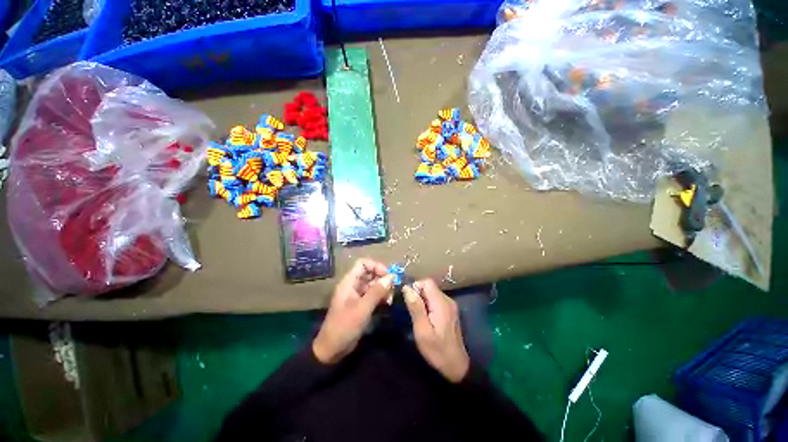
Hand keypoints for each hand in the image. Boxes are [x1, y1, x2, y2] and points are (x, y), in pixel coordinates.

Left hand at [313, 259, 392, 363]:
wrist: (332, 350)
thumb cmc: (344, 326)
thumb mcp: (362, 308)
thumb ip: (376, 292)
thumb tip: (391, 277)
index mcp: (349, 282)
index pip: (363, 263)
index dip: (376, 266)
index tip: (388, 275)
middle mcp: (353, 286)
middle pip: (369, 273)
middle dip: (382, 278)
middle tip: (392, 288)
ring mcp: (357, 295)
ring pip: (373, 284)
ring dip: (383, 288)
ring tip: (390, 298)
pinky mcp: (361, 305)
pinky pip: (373, 295)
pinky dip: (380, 297)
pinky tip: (387, 303)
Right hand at [403, 279, 469, 382]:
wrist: (456, 366)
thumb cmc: (437, 350)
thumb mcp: (422, 331)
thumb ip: (416, 307)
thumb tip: (407, 288)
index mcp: (441, 303)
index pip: (427, 282)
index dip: (415, 287)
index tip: (409, 301)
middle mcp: (448, 300)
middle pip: (430, 286)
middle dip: (418, 294)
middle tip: (412, 311)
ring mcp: (451, 305)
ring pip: (432, 293)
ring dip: (423, 300)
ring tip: (418, 316)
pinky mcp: (451, 311)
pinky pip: (436, 300)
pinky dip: (429, 304)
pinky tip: (427, 319)